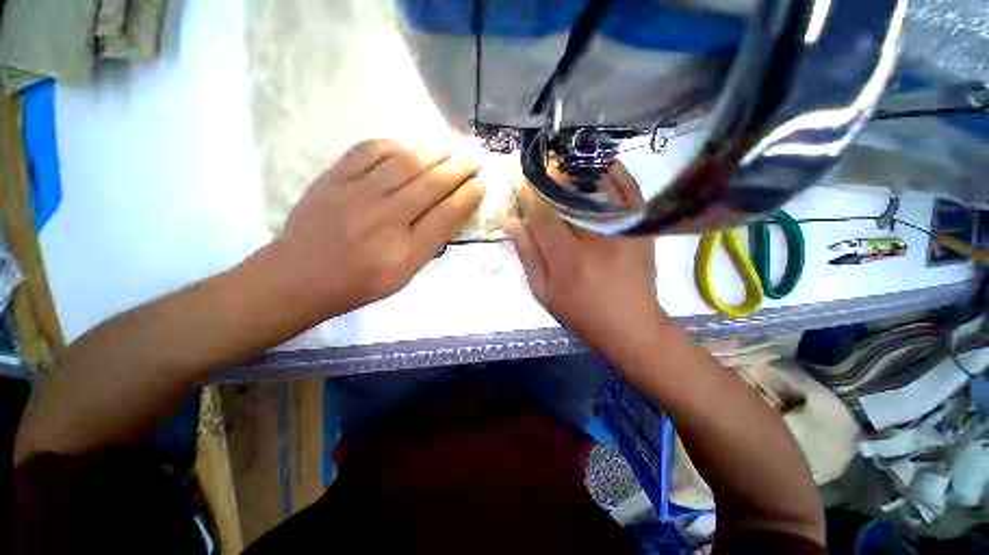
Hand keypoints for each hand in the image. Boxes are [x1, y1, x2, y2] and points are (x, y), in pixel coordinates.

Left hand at [272, 139, 484, 317]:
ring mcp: (357, 194)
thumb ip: (429, 245)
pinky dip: (393, 145)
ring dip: (434, 151)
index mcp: (405, 251)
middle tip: (475, 157)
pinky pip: (368, 151)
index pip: (446, 215)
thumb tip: (449, 213)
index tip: (481, 183)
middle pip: (431, 184)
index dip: (468, 196)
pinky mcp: (334, 179)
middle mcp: (386, 218)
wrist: (299, 277)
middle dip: (459, 168)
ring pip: (405, 163)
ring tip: (451, 146)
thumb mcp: (403, 277)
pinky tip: (407, 145)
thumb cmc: (358, 284)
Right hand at [504, 163, 667, 357]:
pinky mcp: (640, 229)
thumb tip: (511, 222)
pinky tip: (604, 165)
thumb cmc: (580, 311)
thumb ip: (528, 255)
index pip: (543, 214)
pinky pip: (630, 192)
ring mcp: (621, 230)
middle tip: (544, 169)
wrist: (630, 324)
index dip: (531, 196)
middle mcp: (594, 238)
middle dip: (554, 179)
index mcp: (566, 256)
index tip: (524, 184)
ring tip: (569, 162)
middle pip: (571, 196)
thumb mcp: (544, 291)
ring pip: (599, 188)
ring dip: (581, 171)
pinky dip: (617, 175)